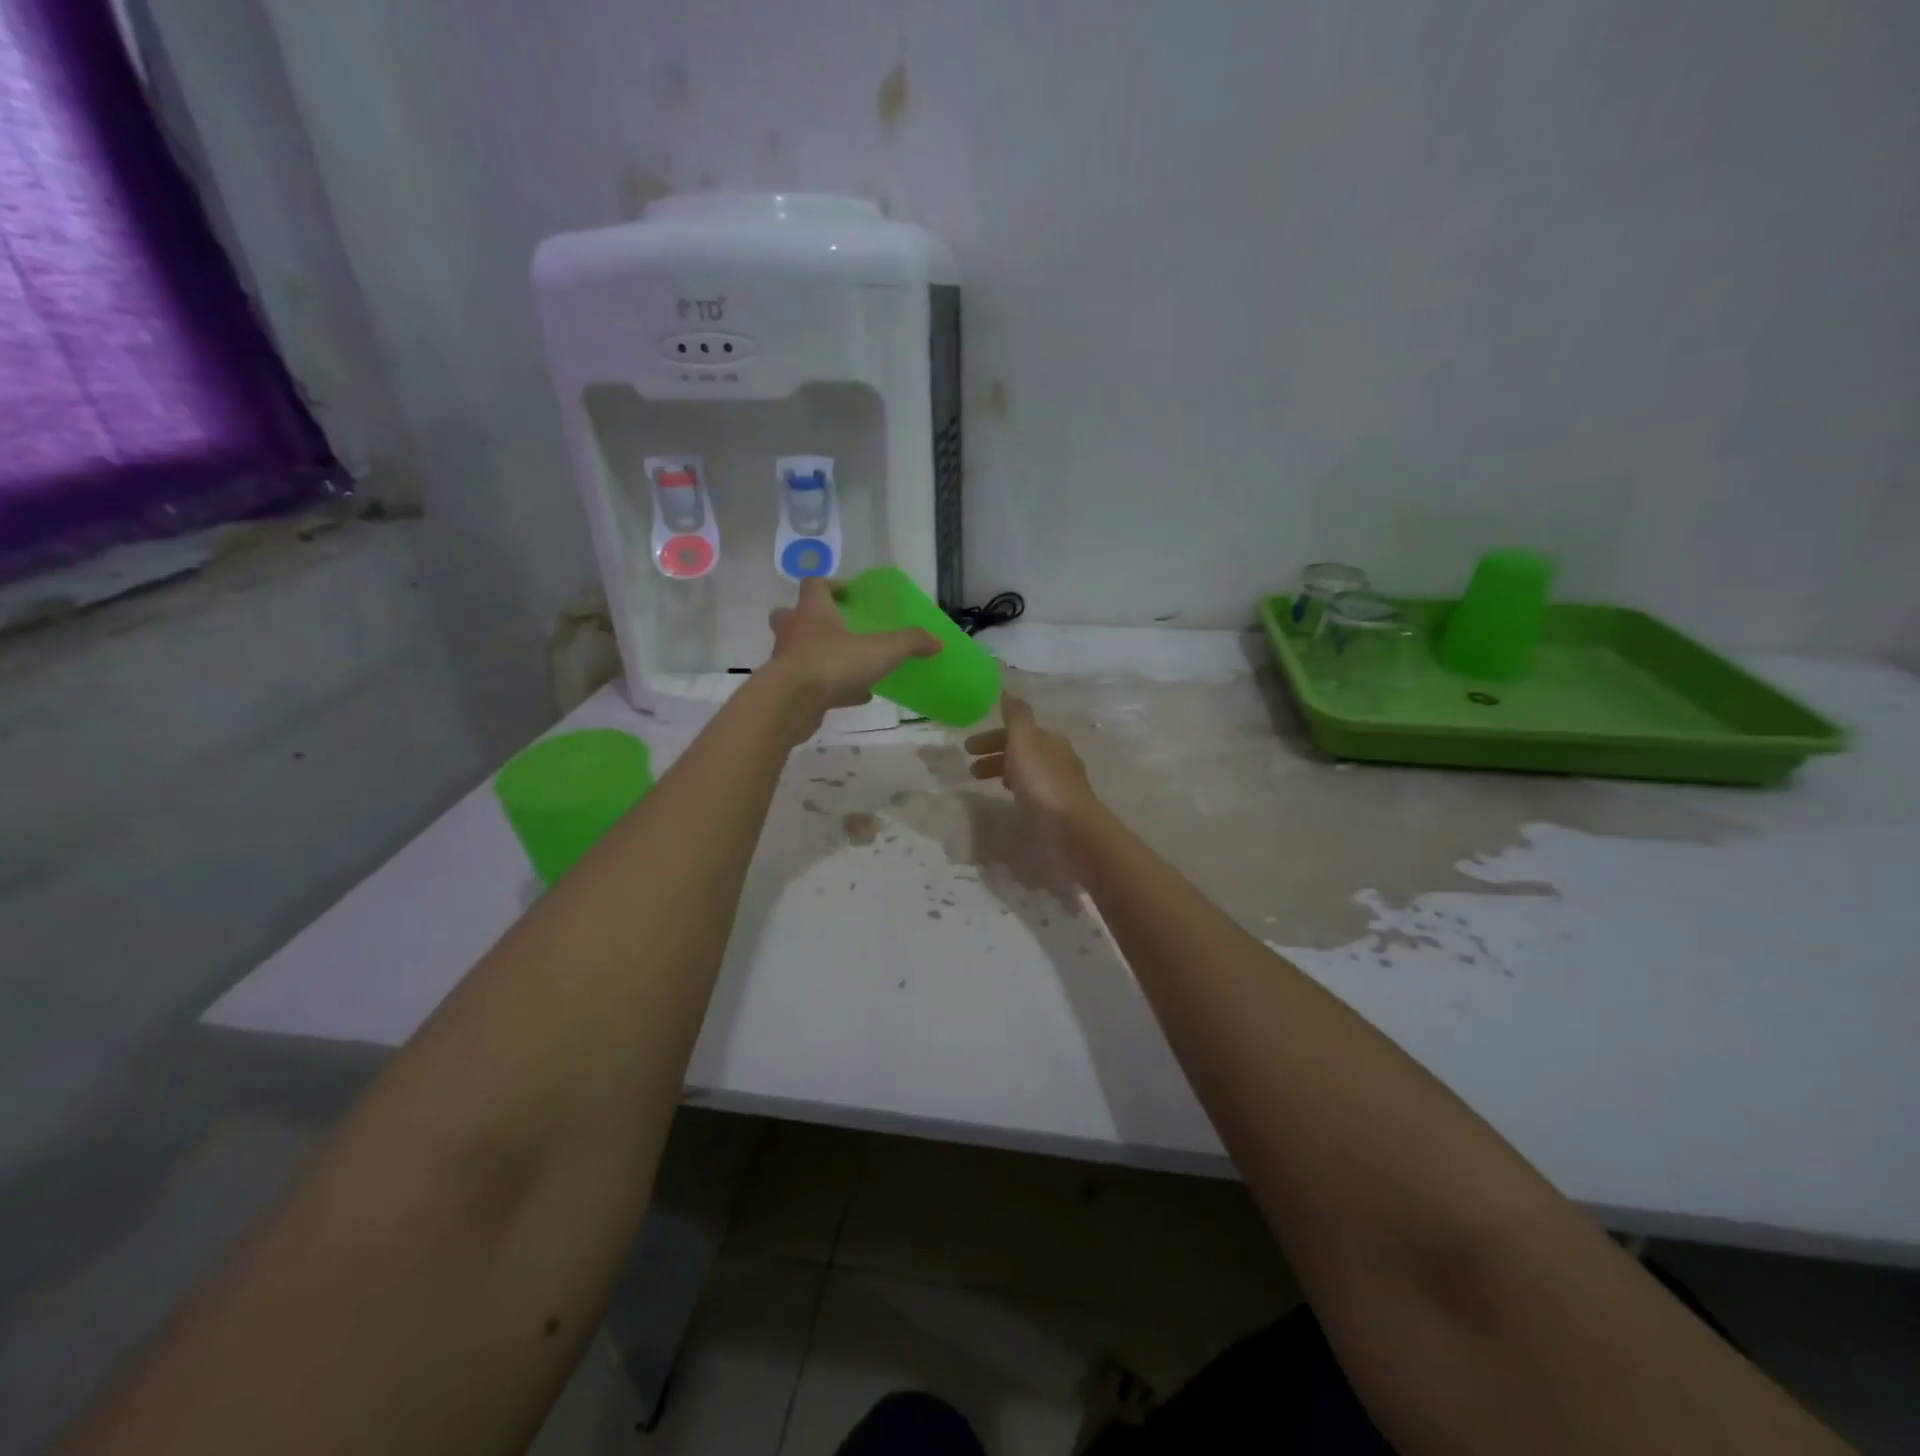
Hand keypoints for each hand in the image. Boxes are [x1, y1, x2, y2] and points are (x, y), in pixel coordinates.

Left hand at [764, 579, 939, 735]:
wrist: (790, 704)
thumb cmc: (832, 663)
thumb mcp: (881, 650)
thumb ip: (909, 642)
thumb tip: (936, 641)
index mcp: (813, 611)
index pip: (815, 585)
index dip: (831, 585)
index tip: (849, 595)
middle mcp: (795, 631)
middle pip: (792, 616)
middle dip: (812, 619)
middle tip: (837, 627)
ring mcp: (788, 662)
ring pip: (801, 652)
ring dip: (822, 655)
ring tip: (853, 665)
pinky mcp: (789, 691)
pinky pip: (812, 684)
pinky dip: (833, 687)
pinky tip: (858, 696)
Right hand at [965, 693, 1098, 829]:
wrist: (1072, 826)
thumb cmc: (1042, 781)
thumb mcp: (1024, 741)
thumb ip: (1016, 715)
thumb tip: (1009, 690)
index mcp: (1049, 738)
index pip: (1017, 730)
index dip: (991, 737)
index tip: (967, 748)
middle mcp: (1059, 755)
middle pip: (1022, 749)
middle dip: (995, 755)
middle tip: (971, 770)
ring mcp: (1062, 781)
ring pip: (1028, 769)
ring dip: (1004, 771)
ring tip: (985, 785)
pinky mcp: (1062, 805)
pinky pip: (1034, 789)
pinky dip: (1018, 787)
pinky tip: (1011, 799)